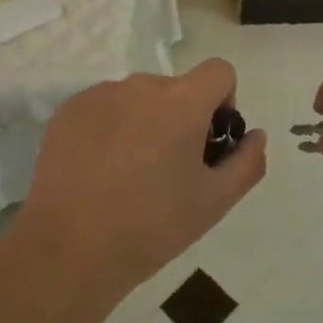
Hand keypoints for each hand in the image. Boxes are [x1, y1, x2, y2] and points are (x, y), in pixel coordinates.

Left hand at [15, 59, 266, 298]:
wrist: (68, 251)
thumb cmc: (151, 227)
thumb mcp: (215, 202)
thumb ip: (247, 162)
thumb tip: (254, 135)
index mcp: (181, 103)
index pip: (219, 71)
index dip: (223, 102)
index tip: (208, 141)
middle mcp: (140, 86)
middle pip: (177, 88)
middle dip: (182, 118)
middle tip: (169, 169)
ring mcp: (100, 95)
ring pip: (139, 97)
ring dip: (146, 121)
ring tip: (129, 174)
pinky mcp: (68, 110)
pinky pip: (105, 107)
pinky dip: (112, 127)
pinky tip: (99, 171)